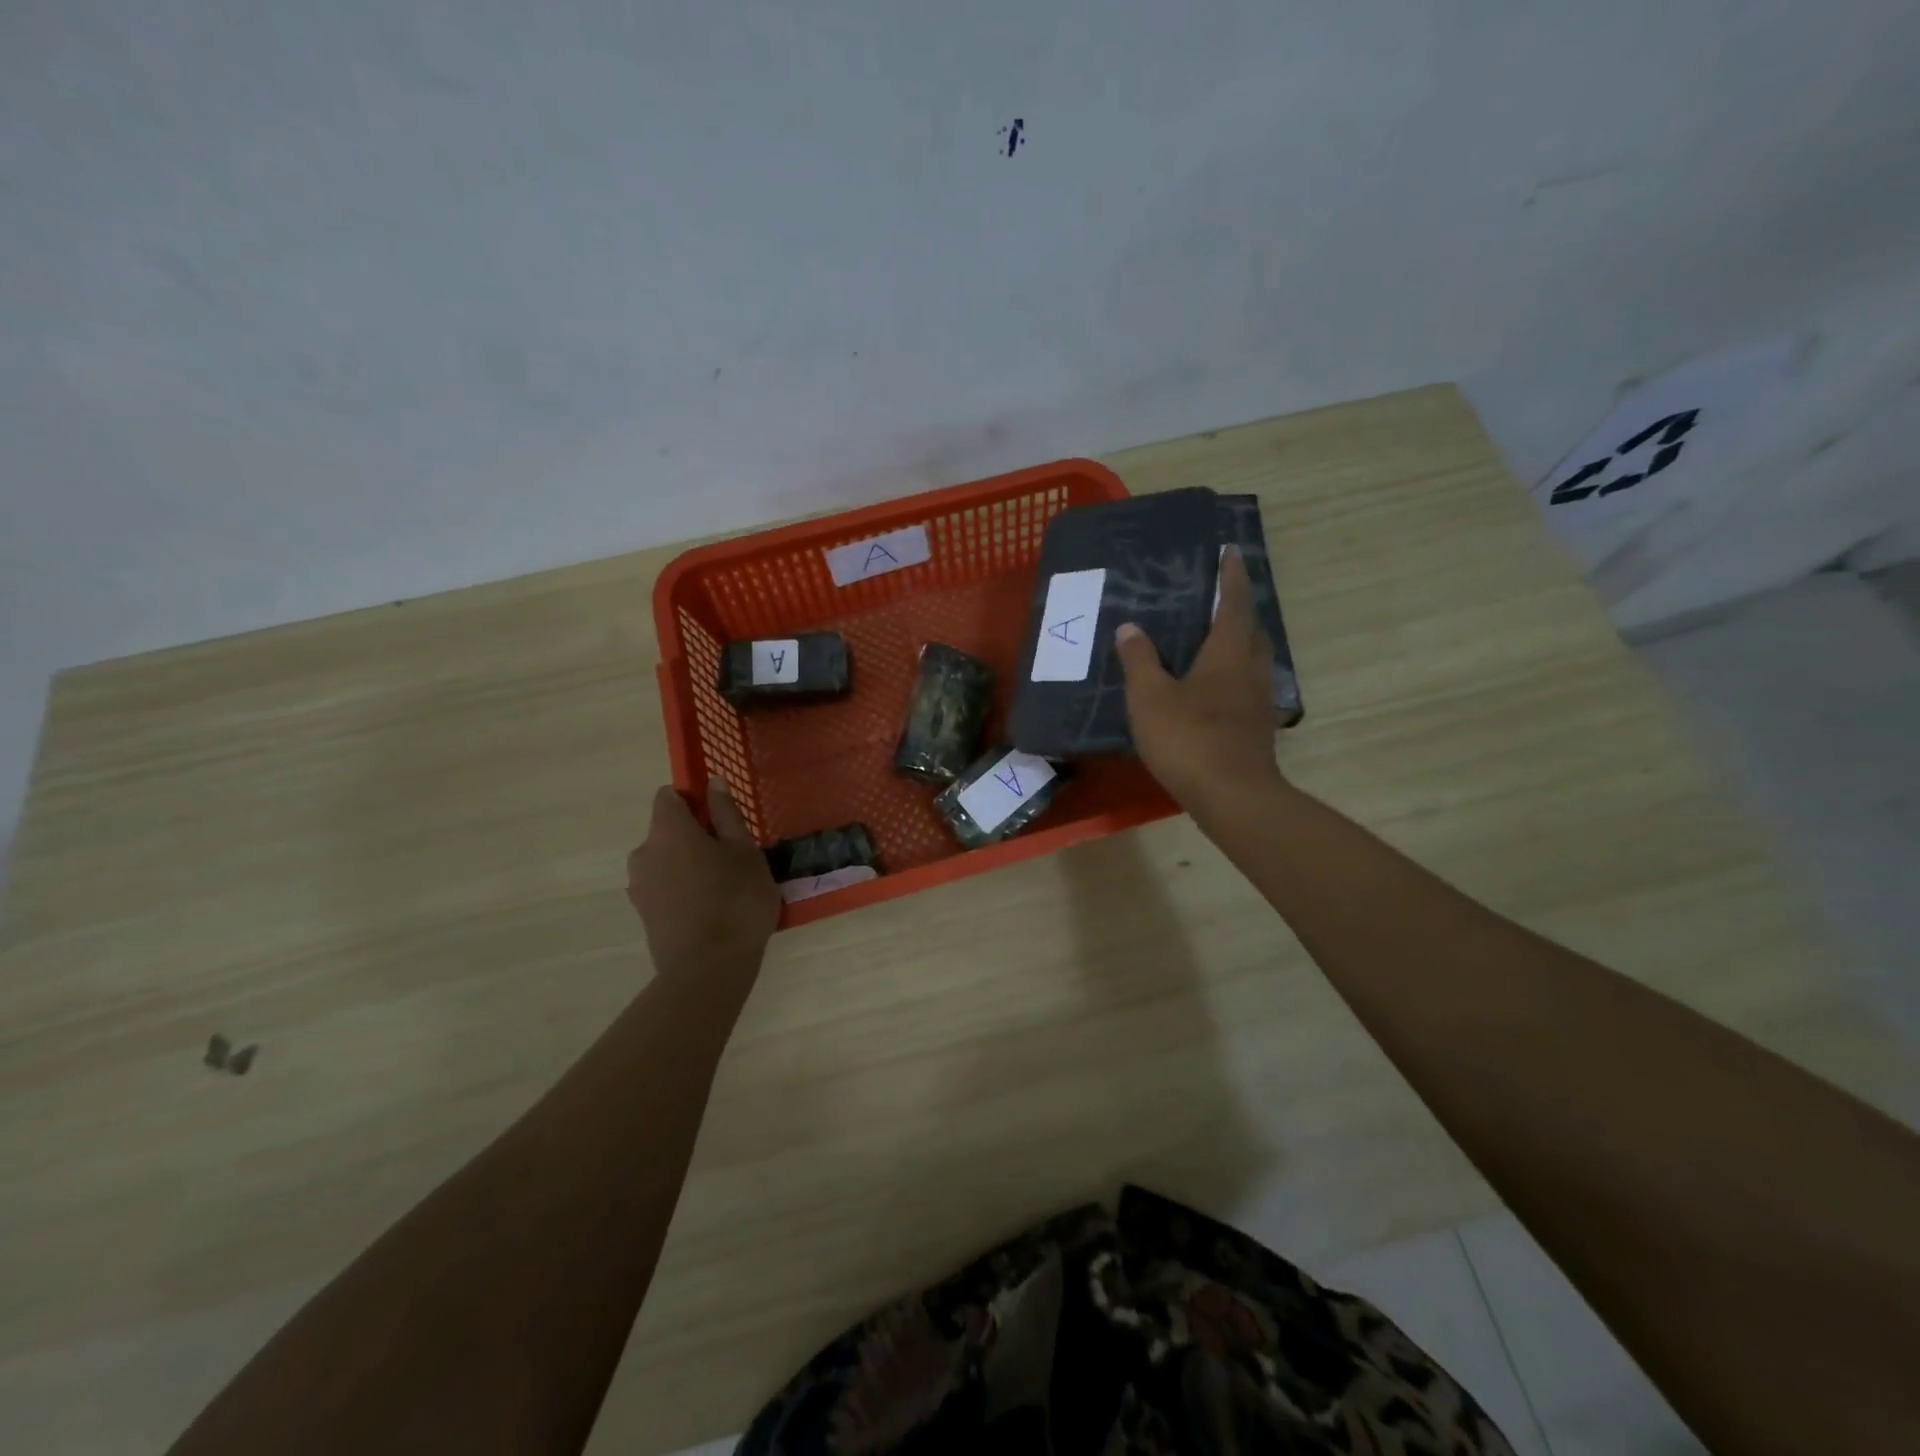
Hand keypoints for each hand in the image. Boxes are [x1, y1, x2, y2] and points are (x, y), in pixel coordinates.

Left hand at [627, 778, 779, 979]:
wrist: (708, 969)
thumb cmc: (735, 900)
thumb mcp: (744, 851)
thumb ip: (726, 814)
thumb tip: (713, 782)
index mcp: (667, 830)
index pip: (669, 796)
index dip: (694, 800)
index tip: (721, 819)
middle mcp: (644, 852)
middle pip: (667, 830)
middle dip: (695, 836)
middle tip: (733, 858)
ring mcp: (639, 886)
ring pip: (666, 860)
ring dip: (689, 864)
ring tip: (724, 888)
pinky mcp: (643, 914)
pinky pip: (664, 887)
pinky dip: (683, 889)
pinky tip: (710, 910)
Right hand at [1115, 546, 1284, 811]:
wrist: (1232, 796)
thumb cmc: (1189, 738)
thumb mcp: (1150, 697)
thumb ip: (1139, 660)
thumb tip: (1130, 627)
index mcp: (1228, 653)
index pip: (1234, 603)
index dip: (1232, 576)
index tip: (1231, 551)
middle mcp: (1250, 670)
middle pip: (1251, 629)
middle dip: (1239, 609)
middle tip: (1218, 597)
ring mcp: (1258, 702)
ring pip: (1251, 660)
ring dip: (1237, 643)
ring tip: (1211, 640)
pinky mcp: (1256, 728)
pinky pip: (1245, 687)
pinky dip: (1231, 676)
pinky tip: (1211, 690)